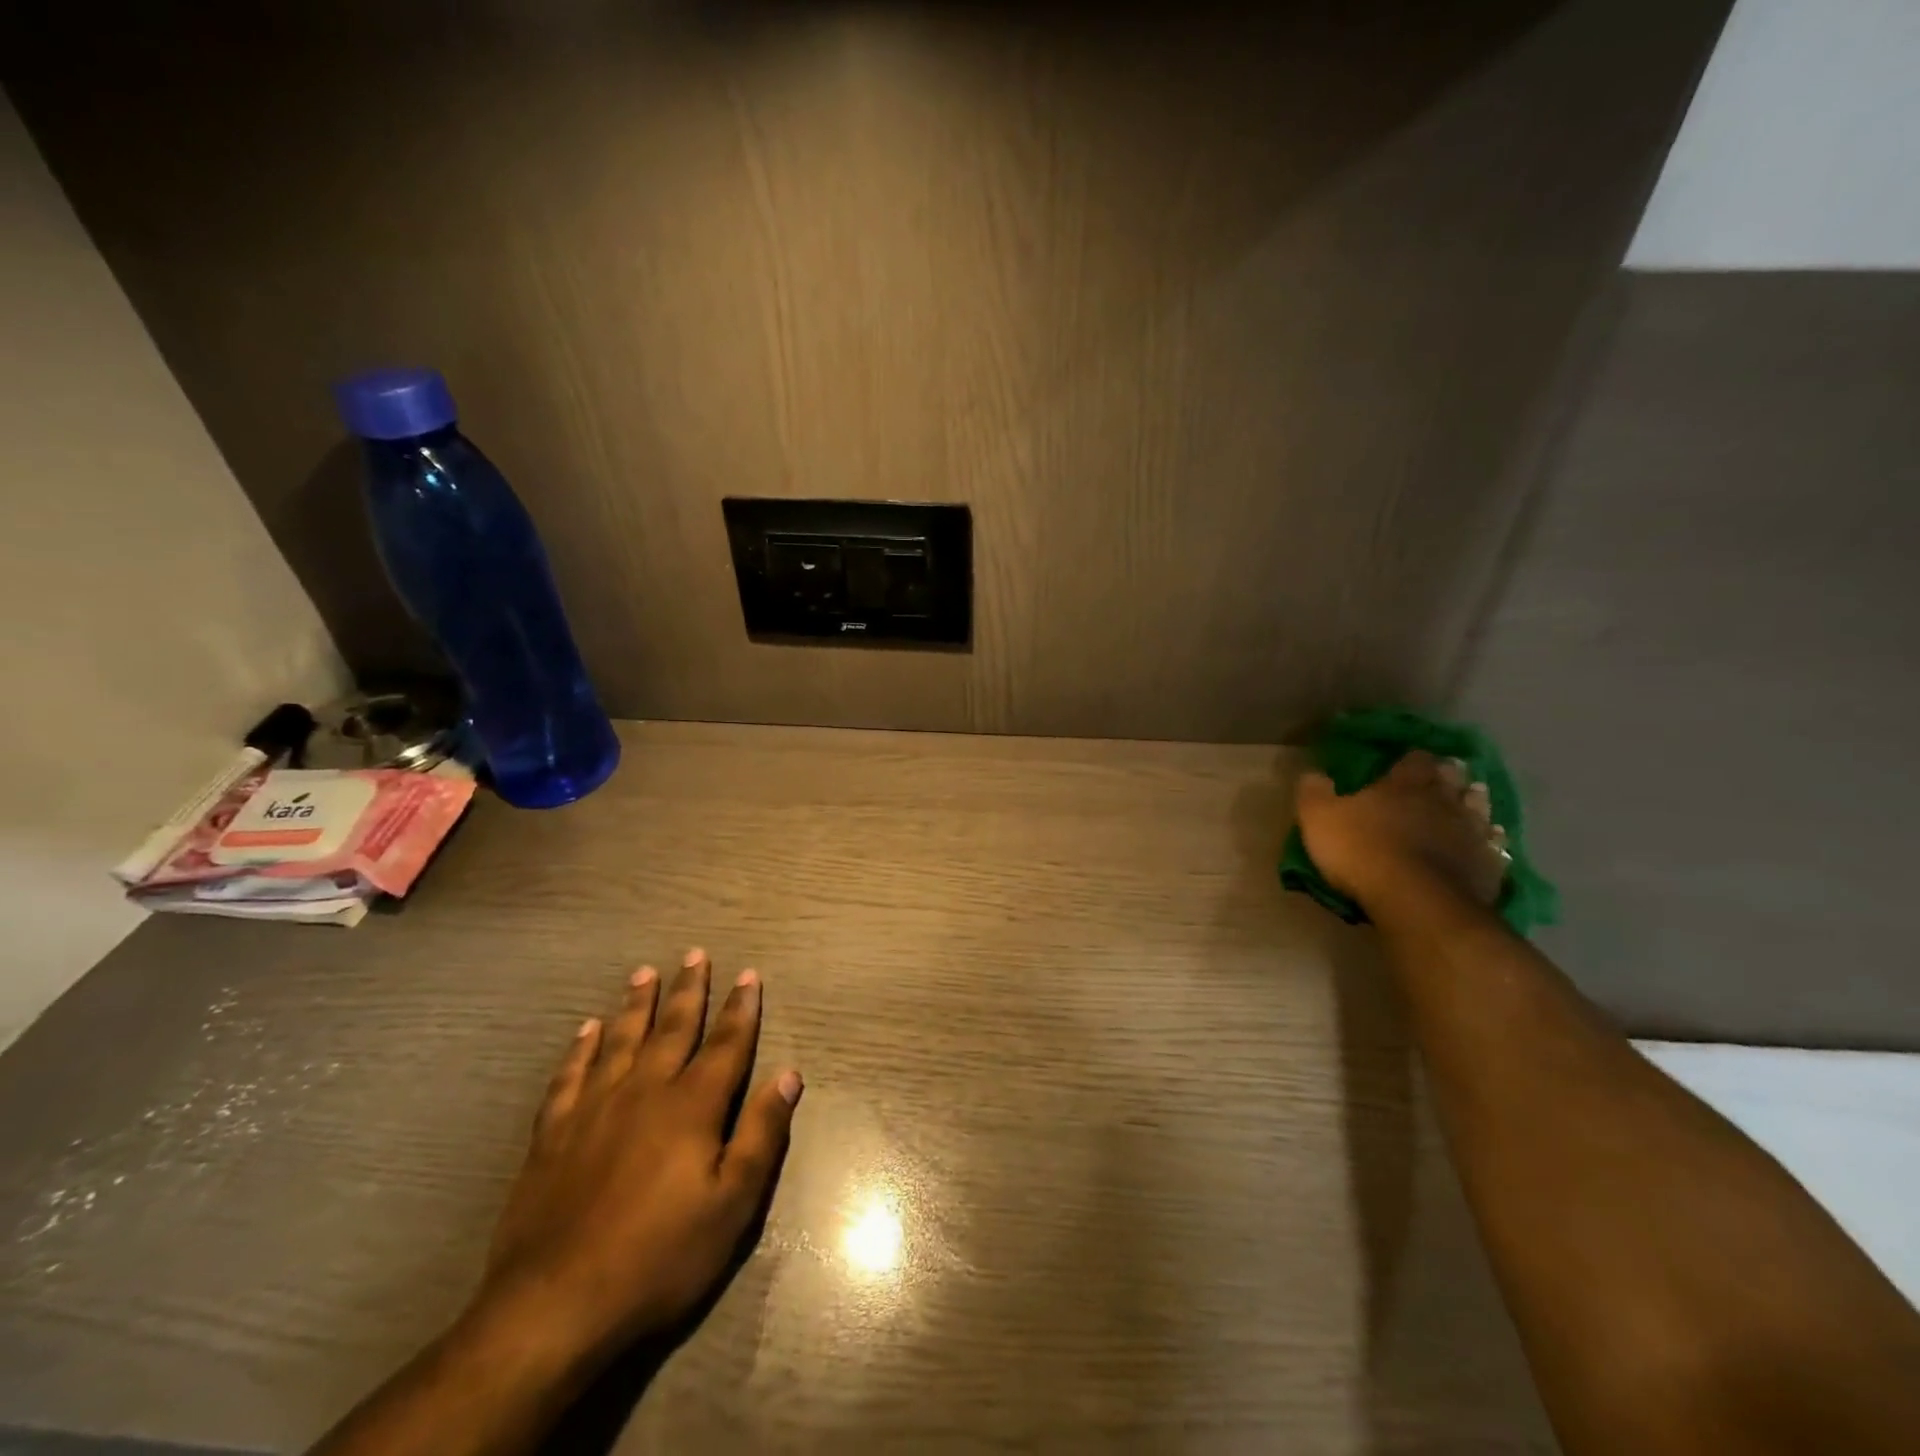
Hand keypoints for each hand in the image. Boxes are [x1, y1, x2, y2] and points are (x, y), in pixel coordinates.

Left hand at [475, 950, 802, 1367]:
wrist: (554, 1308)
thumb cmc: (659, 1258)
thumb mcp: (732, 1205)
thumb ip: (762, 1134)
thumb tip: (789, 1074)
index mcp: (693, 1106)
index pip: (726, 1044)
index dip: (740, 1008)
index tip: (748, 974)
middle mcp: (645, 1091)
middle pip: (673, 1028)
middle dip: (689, 989)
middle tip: (695, 953)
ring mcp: (595, 1109)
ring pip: (621, 1040)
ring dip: (637, 1004)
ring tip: (644, 972)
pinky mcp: (554, 1134)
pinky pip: (570, 1075)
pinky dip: (581, 1048)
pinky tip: (587, 1030)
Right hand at [1294, 750, 1507, 911]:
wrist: (1415, 901)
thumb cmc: (1361, 851)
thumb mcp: (1318, 817)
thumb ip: (1314, 791)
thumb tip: (1313, 772)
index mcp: (1405, 784)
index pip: (1414, 759)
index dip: (1410, 760)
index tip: (1403, 763)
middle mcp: (1444, 800)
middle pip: (1454, 779)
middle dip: (1447, 777)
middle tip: (1440, 780)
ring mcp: (1472, 833)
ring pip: (1480, 809)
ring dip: (1473, 805)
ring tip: (1467, 806)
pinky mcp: (1489, 866)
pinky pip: (1494, 847)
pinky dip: (1490, 843)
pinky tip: (1486, 846)